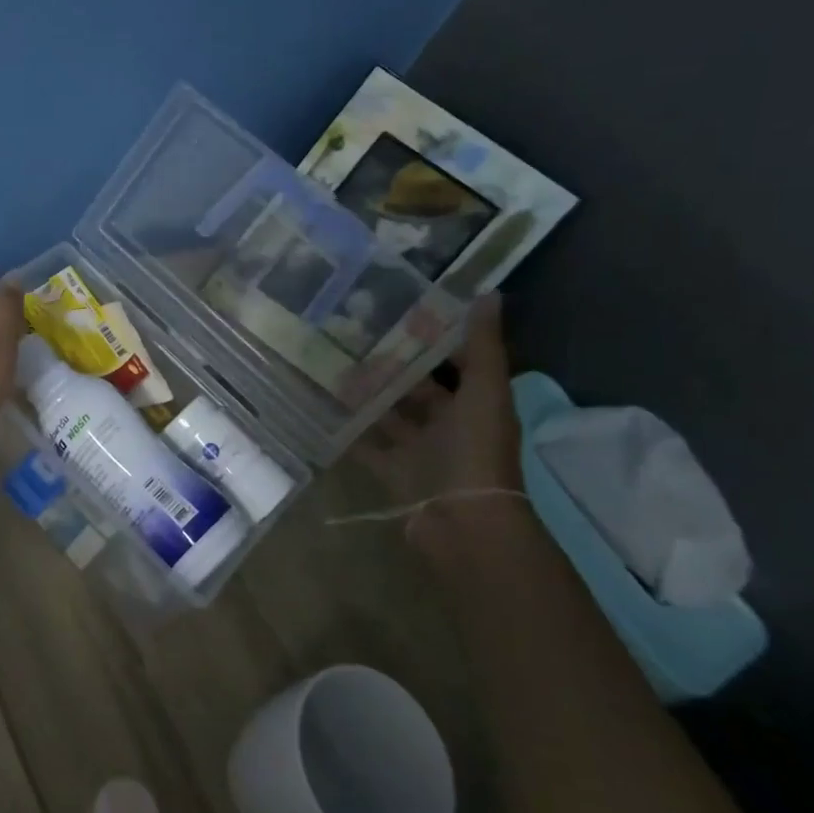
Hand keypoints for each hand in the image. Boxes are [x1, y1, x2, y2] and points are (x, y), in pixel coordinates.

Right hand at [355, 294, 524, 541]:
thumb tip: (489, 293)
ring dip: (369, 395)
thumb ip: (483, 346)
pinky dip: (350, 430)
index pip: (457, 362)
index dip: (436, 338)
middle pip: (419, 389)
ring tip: (333, 365)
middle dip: (393, 366)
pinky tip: (324, 406)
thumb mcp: (484, 391)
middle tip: (354, 336)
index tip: (403, 310)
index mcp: (476, 404)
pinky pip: (366, 445)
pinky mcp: (392, 470)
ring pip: (390, 415)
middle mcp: (448, 425)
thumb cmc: (476, 450)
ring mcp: (419, 450)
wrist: (460, 519)